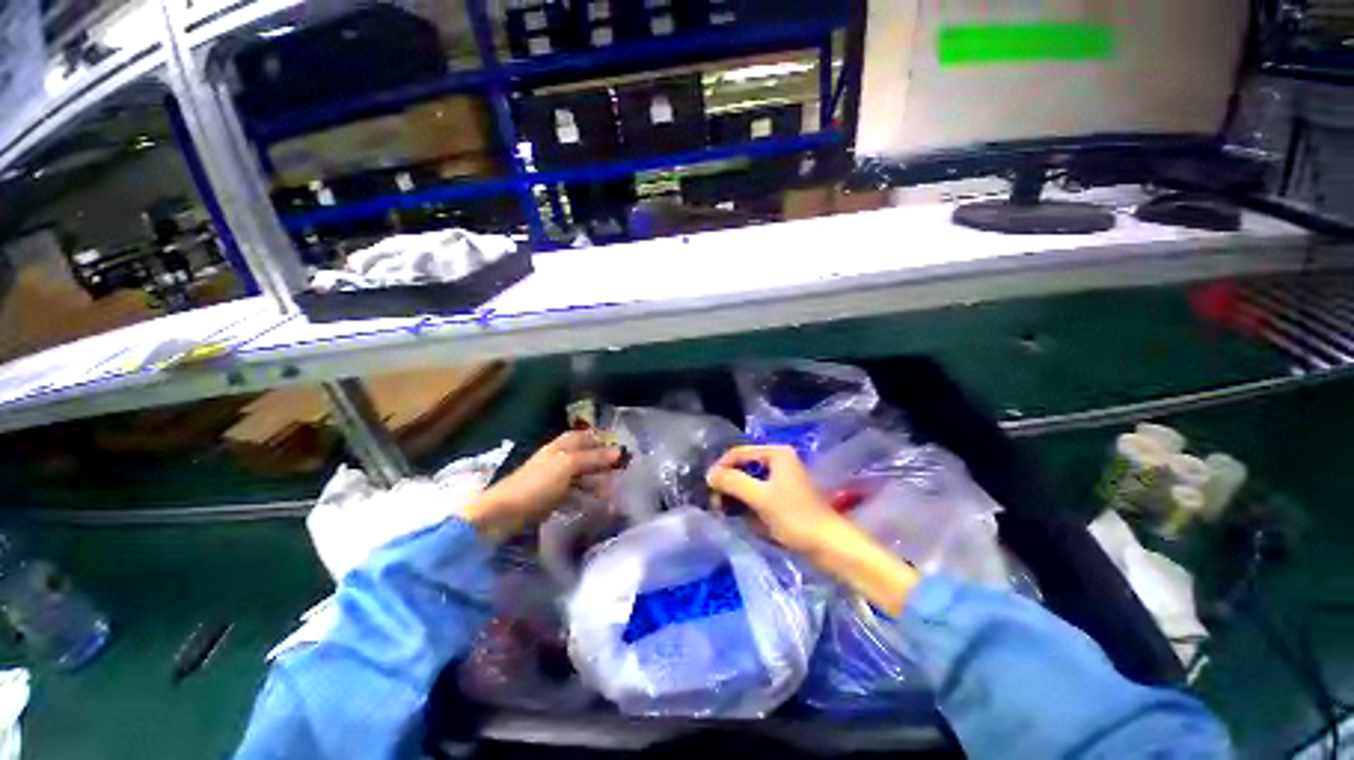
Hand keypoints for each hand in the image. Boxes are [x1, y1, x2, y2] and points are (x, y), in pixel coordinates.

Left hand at [462, 431, 620, 539]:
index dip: (601, 439)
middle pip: (585, 457)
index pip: (584, 436)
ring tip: (612, 494)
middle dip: (603, 464)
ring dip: (597, 483)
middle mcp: (558, 459)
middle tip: (621, 472)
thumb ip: (593, 457)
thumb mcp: (568, 465)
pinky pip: (574, 494)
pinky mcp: (550, 498)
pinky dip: (585, 498)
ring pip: (581, 477)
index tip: (620, 446)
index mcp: (561, 446)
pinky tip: (596, 506)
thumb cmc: (538, 483)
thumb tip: (618, 451)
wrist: (504, 513)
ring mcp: (554, 479)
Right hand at [707, 445, 919, 614]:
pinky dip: (748, 505)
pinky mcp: (783, 496)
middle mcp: (778, 461)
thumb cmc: (795, 517)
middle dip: (728, 485)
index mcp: (776, 453)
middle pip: (743, 467)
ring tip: (727, 514)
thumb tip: (710, 474)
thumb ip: (733, 482)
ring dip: (736, 497)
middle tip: (717, 505)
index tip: (708, 488)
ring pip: (748, 482)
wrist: (829, 546)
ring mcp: (781, 479)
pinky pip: (757, 494)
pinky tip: (745, 520)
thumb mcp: (760, 497)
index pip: (738, 453)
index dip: (721, 468)